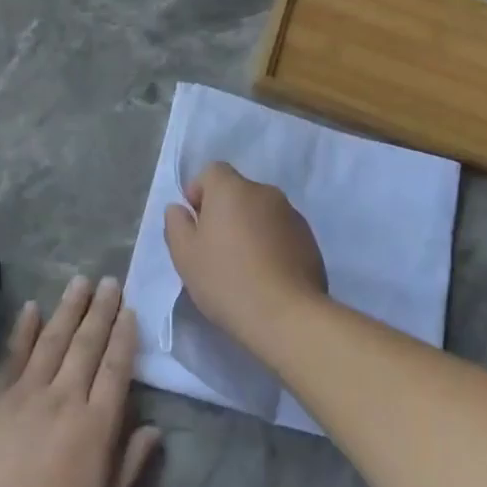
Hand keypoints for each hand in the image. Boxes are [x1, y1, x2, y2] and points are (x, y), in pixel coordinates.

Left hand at [0, 276, 161, 486]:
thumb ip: (133, 462)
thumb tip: (155, 429)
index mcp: (97, 422)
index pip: (116, 367)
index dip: (125, 336)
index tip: (130, 310)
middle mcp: (66, 395)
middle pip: (88, 344)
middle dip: (101, 310)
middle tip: (110, 281)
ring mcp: (28, 391)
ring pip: (54, 340)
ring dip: (69, 308)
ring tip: (80, 281)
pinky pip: (14, 354)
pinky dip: (24, 329)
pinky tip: (32, 307)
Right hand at [163, 162, 327, 354]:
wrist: (285, 315)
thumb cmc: (225, 280)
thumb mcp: (184, 255)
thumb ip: (176, 224)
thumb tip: (180, 208)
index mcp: (232, 189)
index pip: (212, 171)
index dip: (199, 192)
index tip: (196, 225)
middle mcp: (265, 192)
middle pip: (238, 192)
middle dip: (224, 212)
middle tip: (215, 249)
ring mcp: (292, 215)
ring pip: (261, 212)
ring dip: (249, 227)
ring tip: (243, 266)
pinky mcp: (309, 239)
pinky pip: (281, 231)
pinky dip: (271, 243)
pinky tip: (266, 275)